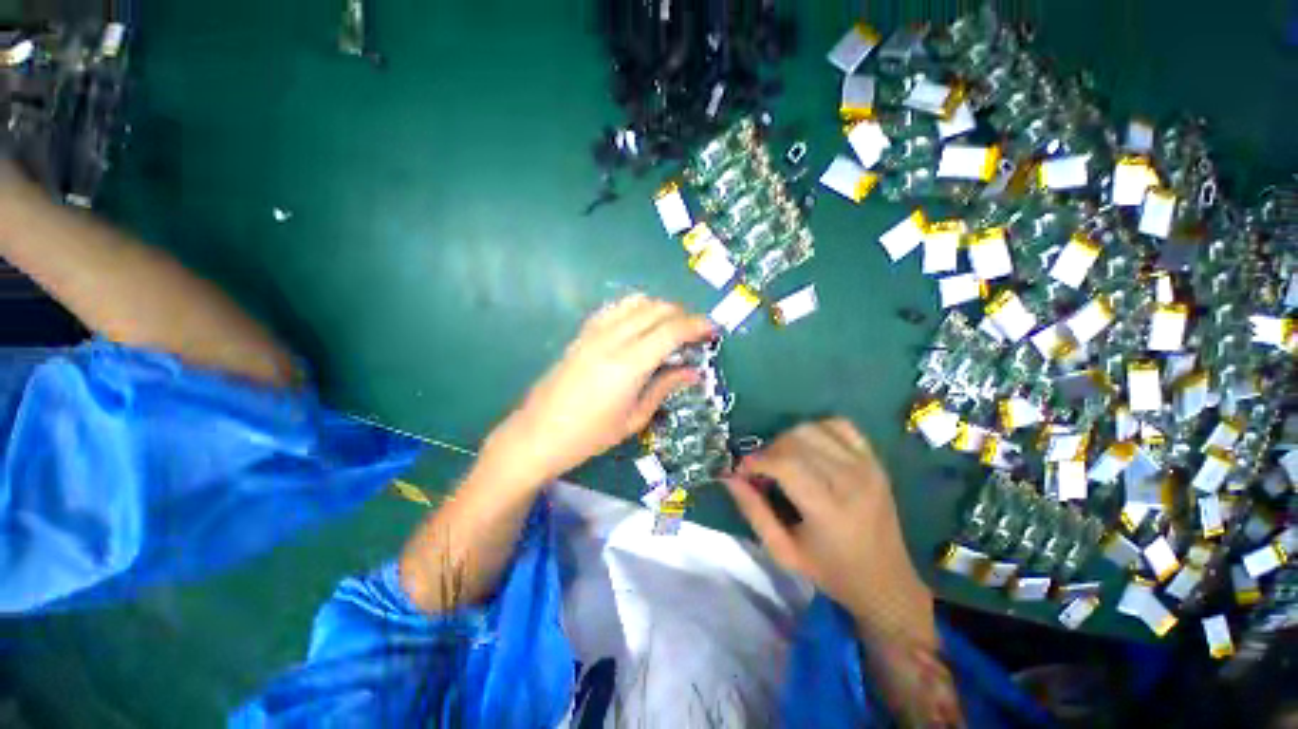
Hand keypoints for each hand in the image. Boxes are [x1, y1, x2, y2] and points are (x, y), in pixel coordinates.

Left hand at [480, 294, 715, 488]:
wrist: (538, 433)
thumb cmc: (590, 435)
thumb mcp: (634, 418)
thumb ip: (664, 388)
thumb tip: (692, 372)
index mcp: (629, 364)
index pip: (671, 330)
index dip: (696, 326)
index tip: (712, 330)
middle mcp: (612, 339)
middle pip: (656, 309)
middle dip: (682, 314)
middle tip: (694, 333)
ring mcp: (594, 333)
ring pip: (635, 302)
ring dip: (659, 308)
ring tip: (670, 327)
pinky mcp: (582, 333)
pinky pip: (614, 308)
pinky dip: (635, 308)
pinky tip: (640, 325)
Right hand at [722, 418, 935, 646]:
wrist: (886, 581)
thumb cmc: (830, 571)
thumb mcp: (783, 551)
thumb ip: (753, 511)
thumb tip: (729, 476)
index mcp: (829, 510)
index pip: (784, 464)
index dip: (756, 461)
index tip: (741, 470)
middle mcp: (851, 480)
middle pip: (796, 441)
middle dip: (768, 450)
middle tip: (761, 470)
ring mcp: (867, 466)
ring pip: (812, 429)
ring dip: (788, 439)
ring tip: (783, 460)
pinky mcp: (875, 460)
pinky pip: (840, 425)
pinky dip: (817, 429)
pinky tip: (809, 447)